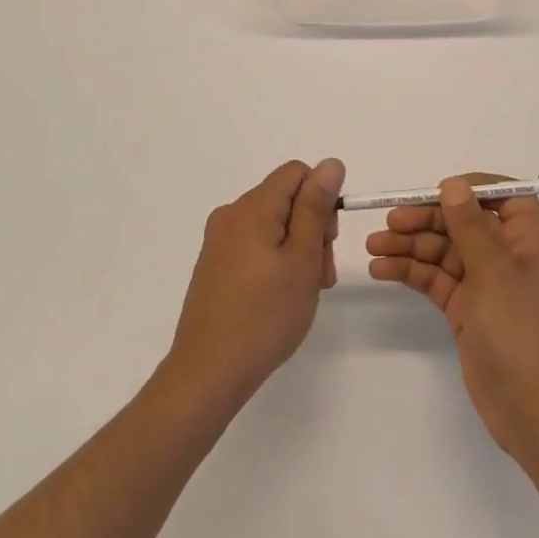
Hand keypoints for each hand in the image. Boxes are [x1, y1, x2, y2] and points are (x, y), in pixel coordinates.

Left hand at [164, 159, 343, 415]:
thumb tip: (331, 164)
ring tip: (305, 292)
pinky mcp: (214, 265)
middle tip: (321, 274)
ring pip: (273, 224)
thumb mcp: (302, 258)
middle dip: (313, 227)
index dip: (322, 199)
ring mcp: (219, 241)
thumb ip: (316, 207)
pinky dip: (276, 261)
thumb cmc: (265, 315)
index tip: (328, 241)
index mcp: (252, 207)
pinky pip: (255, 245)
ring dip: (297, 248)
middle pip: (286, 199)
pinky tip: (280, 297)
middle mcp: (231, 215)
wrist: (207, 374)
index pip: (298, 173)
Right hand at [366, 174, 538, 466]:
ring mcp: (483, 280)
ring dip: (410, 245)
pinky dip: (410, 271)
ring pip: (442, 249)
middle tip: (388, 222)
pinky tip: (382, 269)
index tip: (433, 191)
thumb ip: (469, 225)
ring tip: (373, 247)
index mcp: (526, 235)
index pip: (500, 193)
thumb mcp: (492, 270)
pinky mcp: (465, 307)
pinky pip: (434, 278)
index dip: (468, 187)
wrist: (530, 408)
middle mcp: (505, 252)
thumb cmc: (518, 330)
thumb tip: (453, 183)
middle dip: (425, 219)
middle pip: (461, 220)